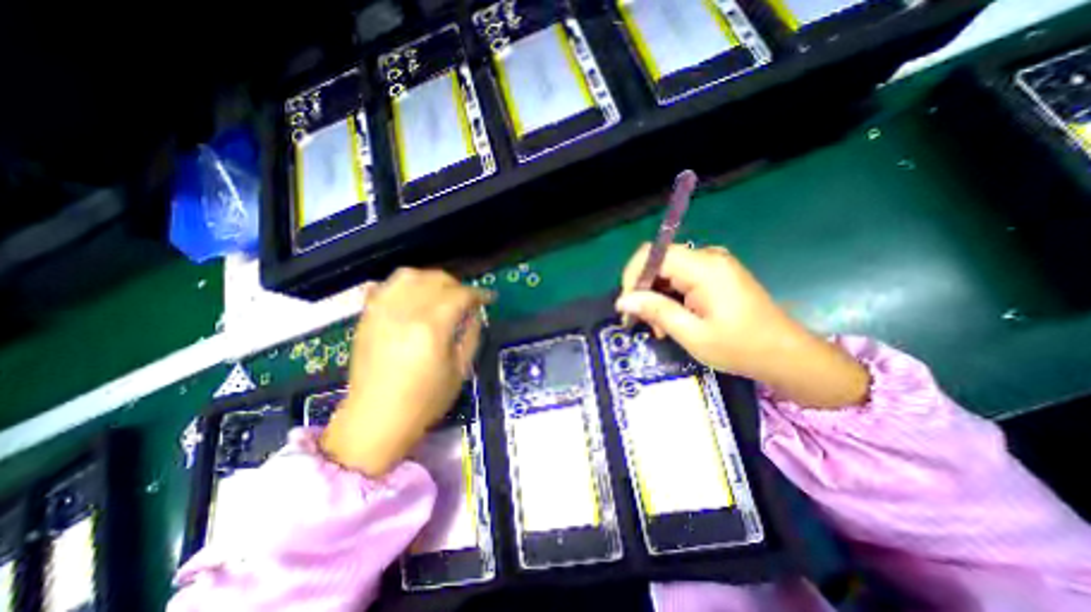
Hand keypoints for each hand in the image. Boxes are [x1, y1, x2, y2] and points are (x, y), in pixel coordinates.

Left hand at [320, 267, 490, 476]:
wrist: (375, 419)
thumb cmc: (425, 400)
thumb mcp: (460, 370)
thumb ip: (472, 334)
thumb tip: (474, 312)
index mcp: (431, 327)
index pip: (460, 295)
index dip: (478, 293)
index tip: (489, 298)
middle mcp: (404, 312)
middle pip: (435, 280)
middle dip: (457, 285)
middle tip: (467, 300)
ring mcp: (381, 312)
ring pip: (409, 276)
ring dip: (430, 280)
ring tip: (440, 294)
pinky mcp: (367, 317)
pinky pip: (385, 286)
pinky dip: (403, 285)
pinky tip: (413, 297)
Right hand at [617, 244, 866, 409]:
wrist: (787, 355)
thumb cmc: (741, 347)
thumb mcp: (692, 334)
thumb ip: (656, 311)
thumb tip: (623, 300)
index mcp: (704, 267)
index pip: (653, 254)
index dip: (633, 276)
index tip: (628, 306)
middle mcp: (708, 257)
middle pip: (659, 262)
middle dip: (644, 291)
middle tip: (645, 323)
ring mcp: (714, 265)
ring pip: (667, 272)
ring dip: (656, 297)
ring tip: (660, 328)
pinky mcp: (716, 275)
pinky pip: (681, 278)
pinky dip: (670, 298)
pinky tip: (673, 320)